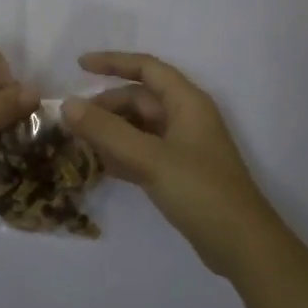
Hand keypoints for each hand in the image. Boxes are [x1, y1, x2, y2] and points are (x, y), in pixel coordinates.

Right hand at [62, 52, 282, 278]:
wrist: (241, 245)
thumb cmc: (200, 191)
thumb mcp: (149, 158)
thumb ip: (107, 131)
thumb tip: (67, 104)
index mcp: (187, 102)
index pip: (146, 69)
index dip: (113, 62)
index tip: (79, 66)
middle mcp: (186, 118)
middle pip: (140, 99)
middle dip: (106, 106)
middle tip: (71, 121)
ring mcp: (183, 147)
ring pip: (140, 127)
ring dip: (111, 130)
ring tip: (78, 141)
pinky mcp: (179, 172)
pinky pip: (143, 151)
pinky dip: (121, 153)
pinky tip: (99, 164)